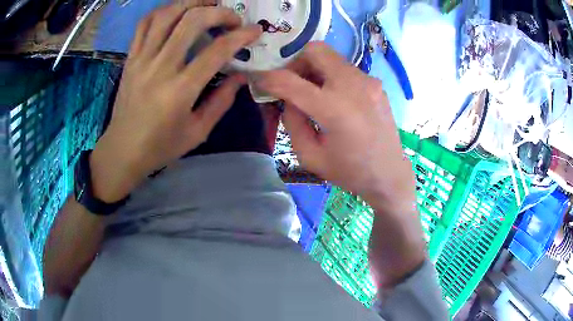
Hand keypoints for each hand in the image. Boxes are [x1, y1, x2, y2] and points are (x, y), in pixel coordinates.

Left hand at [90, 1, 261, 201]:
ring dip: (191, 3)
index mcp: (180, 90)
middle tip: (232, 18)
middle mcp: (160, 67)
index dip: (241, 36)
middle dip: (219, 12)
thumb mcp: (198, 132)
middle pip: (192, 20)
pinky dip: (163, 11)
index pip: (217, 50)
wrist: (123, 150)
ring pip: (166, 14)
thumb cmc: (161, 146)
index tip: (255, 31)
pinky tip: (176, 12)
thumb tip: (241, 76)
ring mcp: (142, 59)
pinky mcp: (130, 58)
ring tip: (207, 5)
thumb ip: (221, 101)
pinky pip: (145, 24)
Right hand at [257, 42, 425, 289]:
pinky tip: (334, 98)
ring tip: (312, 93)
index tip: (259, 80)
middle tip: (292, 83)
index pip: (291, 81)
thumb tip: (287, 99)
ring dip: (314, 69)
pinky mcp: (375, 84)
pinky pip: (345, 69)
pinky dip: (331, 76)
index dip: (269, 78)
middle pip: (315, 50)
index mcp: (335, 109)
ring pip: (331, 57)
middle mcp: (353, 86)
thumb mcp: (310, 156)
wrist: (390, 174)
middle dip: (296, 62)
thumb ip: (292, 123)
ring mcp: (368, 81)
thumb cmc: (350, 172)